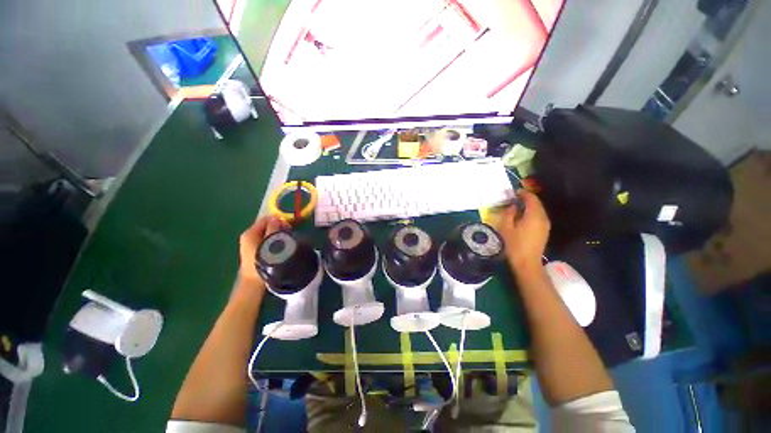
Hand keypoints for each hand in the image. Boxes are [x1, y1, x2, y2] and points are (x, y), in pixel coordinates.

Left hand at [238, 215, 289, 284]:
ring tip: (287, 240)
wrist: (254, 282)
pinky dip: (275, 241)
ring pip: (267, 234)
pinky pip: (267, 241)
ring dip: (278, 235)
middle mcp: (249, 236)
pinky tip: (281, 246)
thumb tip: (277, 219)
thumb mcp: (270, 242)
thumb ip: (273, 229)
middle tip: (289, 233)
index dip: (278, 220)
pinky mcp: (256, 252)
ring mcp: (251, 245)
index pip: (266, 219)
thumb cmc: (263, 260)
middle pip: (266, 226)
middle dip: (279, 228)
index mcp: (250, 233)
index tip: (289, 225)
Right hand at [495, 191, 550, 272]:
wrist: (527, 263)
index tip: (513, 192)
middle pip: (537, 203)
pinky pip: (539, 216)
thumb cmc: (514, 244)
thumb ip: (509, 213)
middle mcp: (543, 218)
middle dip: (526, 198)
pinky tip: (522, 217)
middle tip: (513, 198)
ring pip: (538, 210)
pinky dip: (531, 213)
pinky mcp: (544, 231)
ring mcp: (545, 225)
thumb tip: (513, 206)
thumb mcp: (506, 227)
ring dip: (529, 206)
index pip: (531, 198)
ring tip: (516, 206)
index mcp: (534, 215)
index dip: (523, 193)